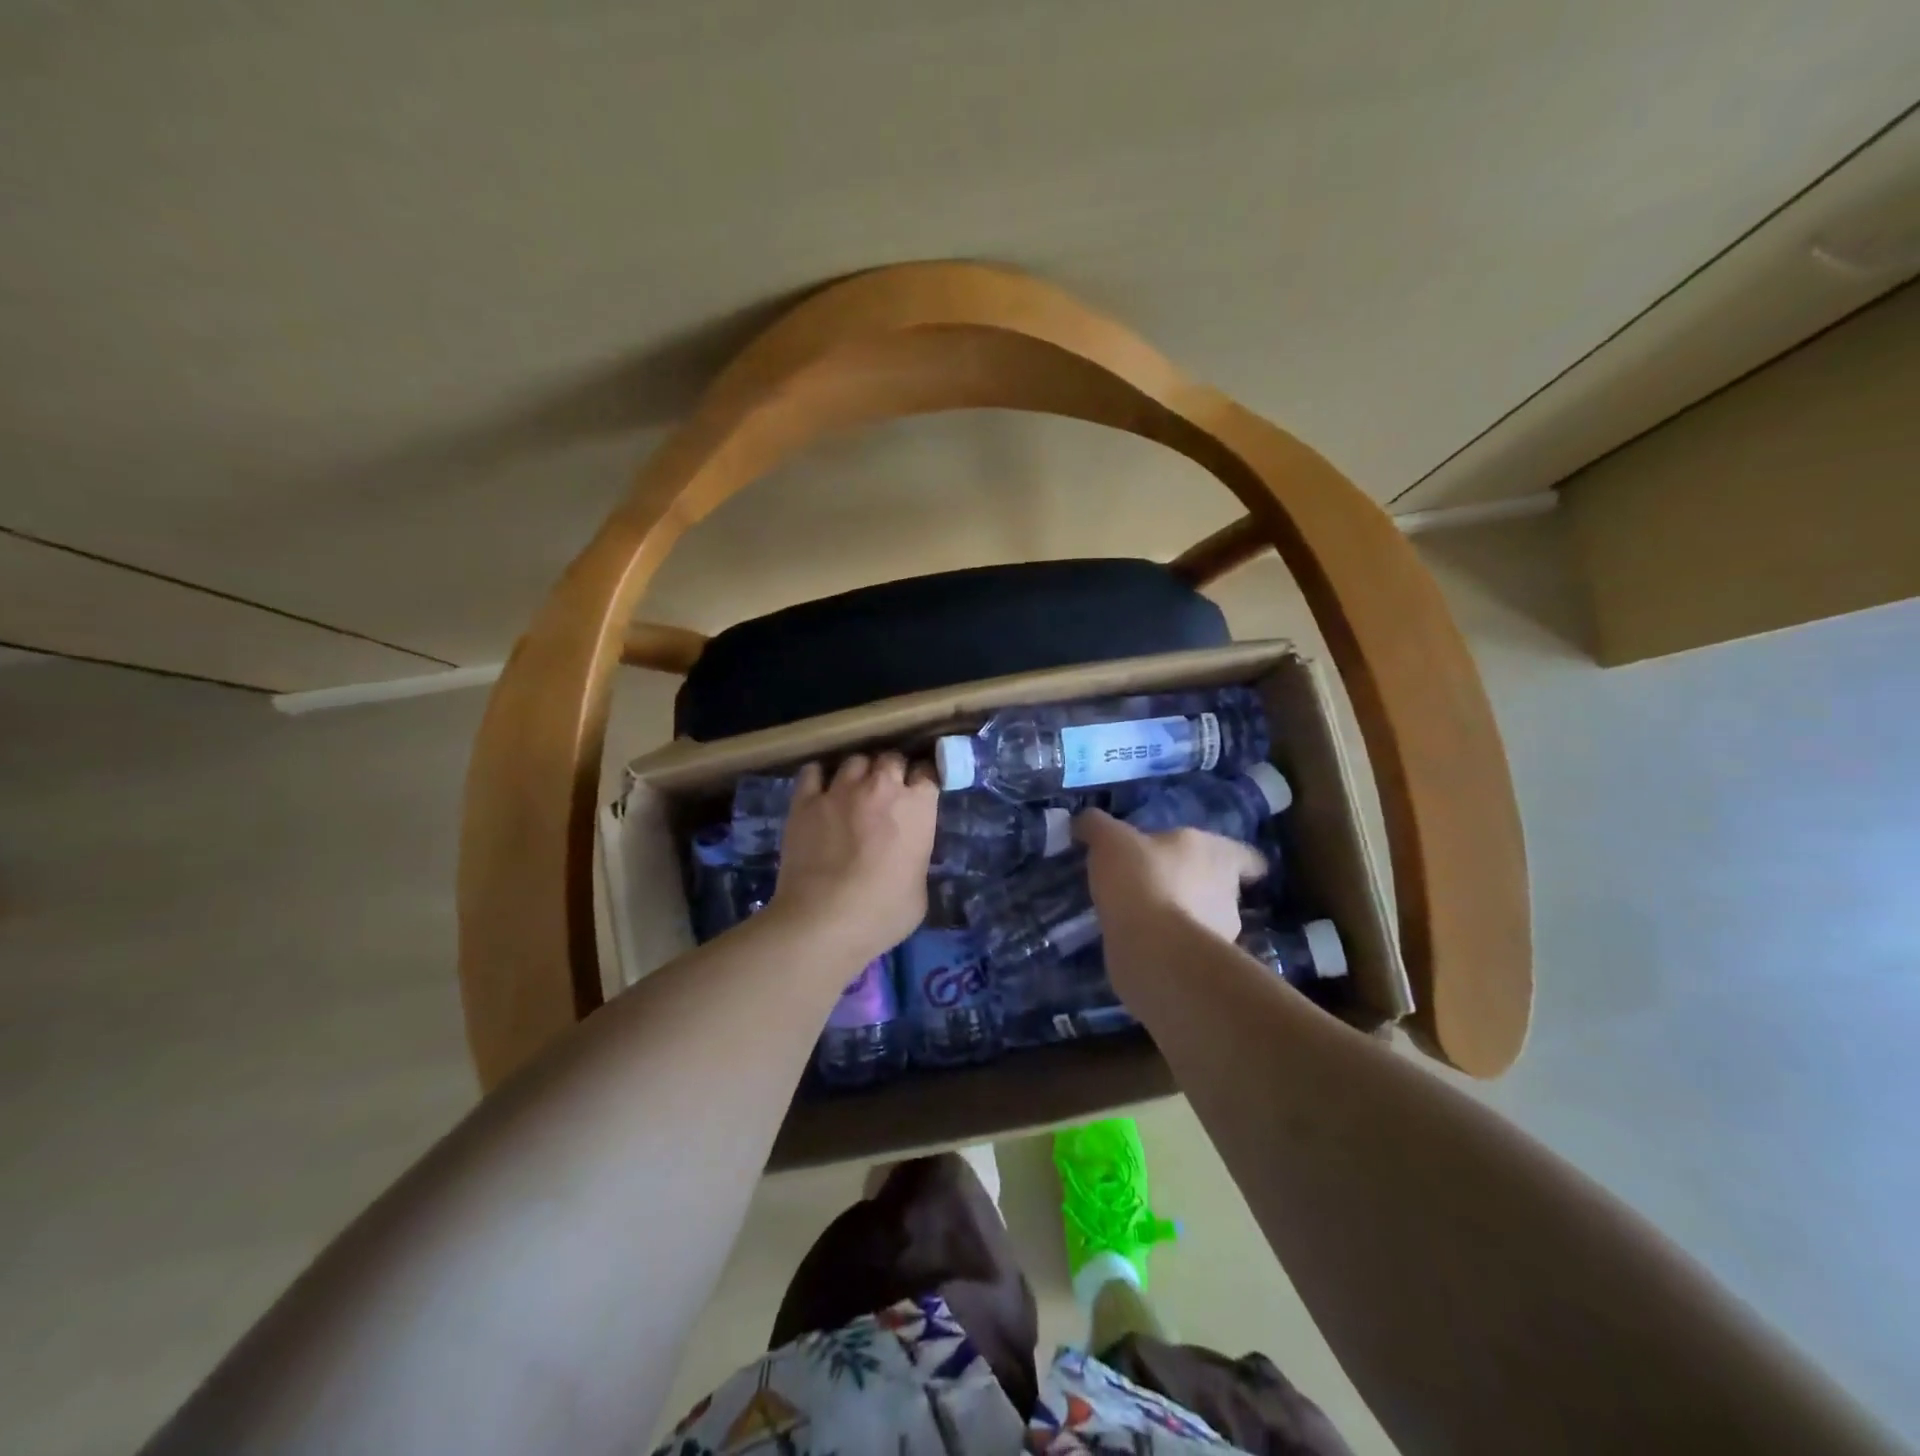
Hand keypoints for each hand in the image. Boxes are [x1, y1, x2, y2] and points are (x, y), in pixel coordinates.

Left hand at [772, 754, 938, 961]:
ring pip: (854, 760)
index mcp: (917, 807)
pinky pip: (813, 772)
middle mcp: (881, 787)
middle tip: (887, 791)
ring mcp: (840, 790)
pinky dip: (820, 776)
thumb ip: (915, 858)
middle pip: (891, 758)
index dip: (922, 781)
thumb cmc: (883, 912)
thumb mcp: (919, 890)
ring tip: (853, 789)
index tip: (919, 792)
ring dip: (859, 772)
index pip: (927, 772)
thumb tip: (907, 856)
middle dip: (891, 770)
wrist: (824, 920)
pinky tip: (821, 789)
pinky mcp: (805, 801)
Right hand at [1075, 808, 1265, 945]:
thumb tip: (1085, 821)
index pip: (1247, 856)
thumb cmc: (1141, 879)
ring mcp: (1218, 934)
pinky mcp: (1198, 966)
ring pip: (1204, 920)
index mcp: (1217, 854)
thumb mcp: (1110, 840)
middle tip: (1162, 883)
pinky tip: (1139, 940)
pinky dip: (1167, 944)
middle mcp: (1228, 893)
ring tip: (1146, 915)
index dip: (1239, 860)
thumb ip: (1097, 826)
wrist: (1150, 948)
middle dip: (1196, 886)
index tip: (1223, 863)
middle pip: (1222, 886)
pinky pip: (1183, 948)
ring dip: (1182, 917)